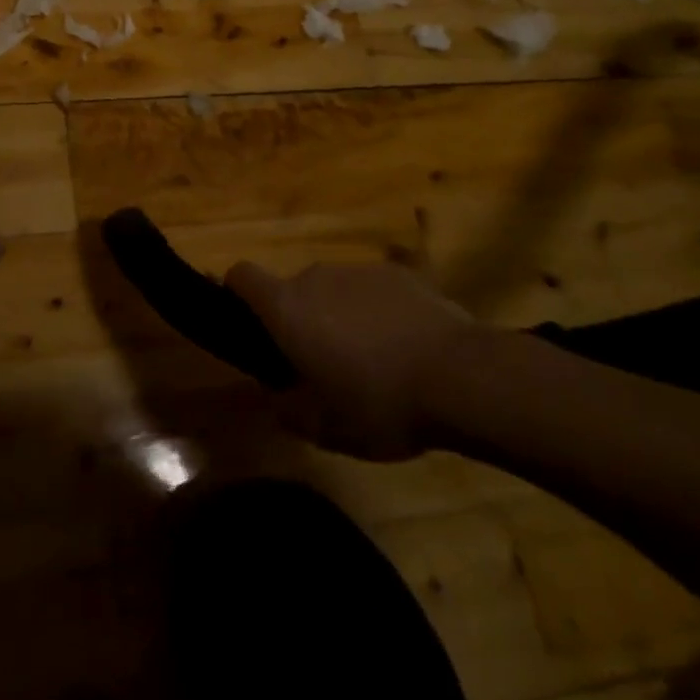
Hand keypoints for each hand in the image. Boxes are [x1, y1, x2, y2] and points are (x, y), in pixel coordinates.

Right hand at [225, 260, 479, 461]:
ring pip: (334, 290)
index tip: (251, 324)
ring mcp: (358, 270)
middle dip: (301, 320)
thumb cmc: (380, 404)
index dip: (236, 293)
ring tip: (373, 361)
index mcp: (286, 308)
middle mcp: (314, 277)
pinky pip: (373, 290)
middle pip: (292, 290)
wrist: (462, 376)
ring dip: (340, 317)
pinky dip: (378, 312)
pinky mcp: (399, 273)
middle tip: (323, 365)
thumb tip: (276, 395)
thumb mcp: (326, 429)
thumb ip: (289, 409)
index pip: (240, 275)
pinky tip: (406, 347)